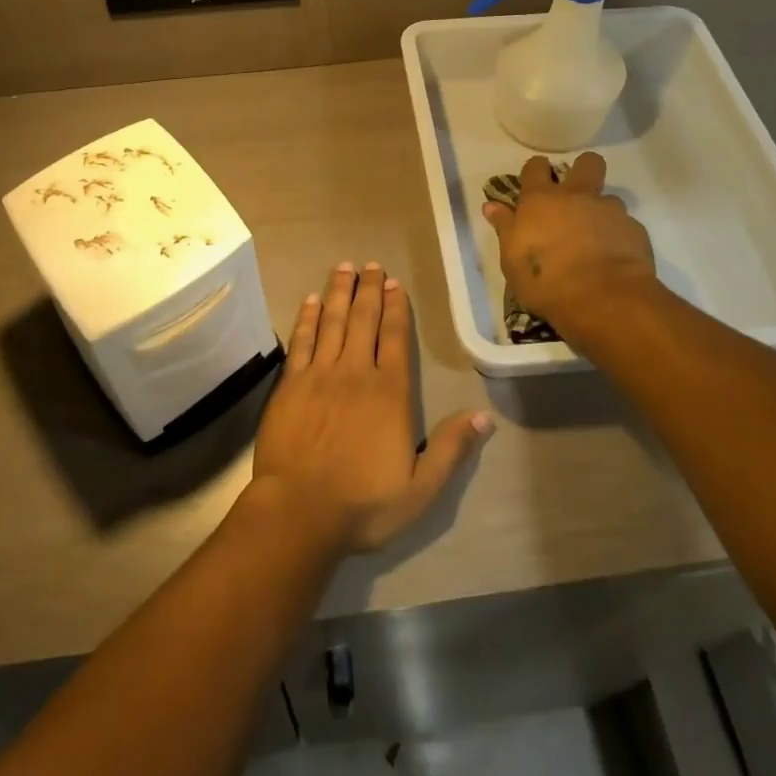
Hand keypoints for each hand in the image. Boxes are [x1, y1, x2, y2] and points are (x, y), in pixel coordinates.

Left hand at [251, 262, 491, 555]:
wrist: (299, 511)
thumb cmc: (363, 503)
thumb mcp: (420, 489)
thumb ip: (451, 449)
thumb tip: (485, 417)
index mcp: (389, 393)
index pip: (395, 338)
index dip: (395, 307)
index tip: (394, 282)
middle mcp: (355, 372)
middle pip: (363, 320)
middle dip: (368, 290)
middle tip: (370, 264)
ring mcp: (319, 374)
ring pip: (331, 321)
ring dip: (338, 292)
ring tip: (343, 268)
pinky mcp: (290, 383)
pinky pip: (301, 340)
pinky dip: (306, 317)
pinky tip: (310, 300)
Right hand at [481, 153, 656, 337]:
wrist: (602, 299)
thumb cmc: (545, 279)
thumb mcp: (511, 259)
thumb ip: (505, 227)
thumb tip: (491, 205)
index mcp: (541, 200)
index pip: (535, 167)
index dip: (536, 170)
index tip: (535, 182)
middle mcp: (577, 196)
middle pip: (587, 163)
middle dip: (582, 170)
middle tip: (575, 193)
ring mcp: (609, 211)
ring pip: (609, 198)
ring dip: (601, 212)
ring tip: (595, 238)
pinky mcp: (635, 230)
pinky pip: (626, 226)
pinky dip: (618, 237)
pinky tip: (614, 258)